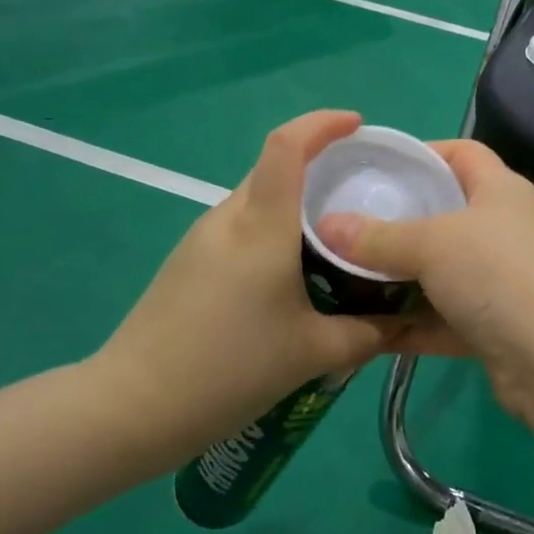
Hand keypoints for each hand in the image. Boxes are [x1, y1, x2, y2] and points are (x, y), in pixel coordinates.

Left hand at [86, 111, 400, 453]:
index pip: (287, 146)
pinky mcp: (188, 263)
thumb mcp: (313, 354)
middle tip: (363, 194)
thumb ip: (368, 333)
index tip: (357, 126)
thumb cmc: (228, 369)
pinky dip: (275, 233)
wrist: (131, 409)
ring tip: (336, 239)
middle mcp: (229, 219)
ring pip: (259, 201)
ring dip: (298, 206)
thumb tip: (403, 323)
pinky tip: (294, 276)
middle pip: (276, 170)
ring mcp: (202, 240)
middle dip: (321, 167)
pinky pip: (242, 229)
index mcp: (261, 226)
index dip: (322, 123)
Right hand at [313, 140, 533, 416]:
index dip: (423, 153)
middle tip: (351, 225)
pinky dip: (412, 323)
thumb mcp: (432, 245)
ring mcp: (504, 280)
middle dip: (401, 220)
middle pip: (448, 213)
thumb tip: (326, 225)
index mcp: (502, 190)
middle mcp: (506, 229)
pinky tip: (368, 329)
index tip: (376, 168)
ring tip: (348, 276)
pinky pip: (444, 317)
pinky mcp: (496, 326)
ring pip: (443, 270)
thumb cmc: (497, 274)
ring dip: (402, 278)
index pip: (463, 153)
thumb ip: (377, 236)